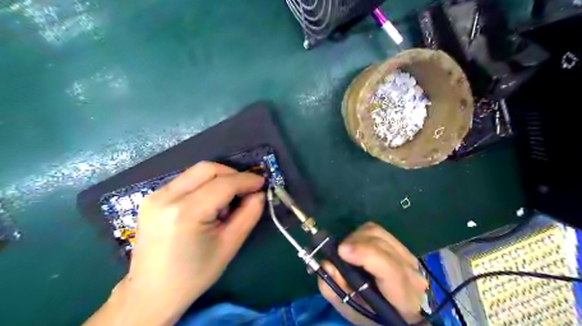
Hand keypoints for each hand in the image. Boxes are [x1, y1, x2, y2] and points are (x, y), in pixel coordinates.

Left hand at [85, 162, 264, 324]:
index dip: (246, 180)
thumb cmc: (194, 274)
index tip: (262, 183)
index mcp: (186, 213)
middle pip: (207, 169)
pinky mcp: (152, 198)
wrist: (151, 293)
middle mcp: (166, 197)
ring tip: (226, 202)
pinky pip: (185, 181)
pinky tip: (208, 205)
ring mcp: (155, 196)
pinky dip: (204, 185)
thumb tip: (259, 194)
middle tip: (246, 190)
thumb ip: (249, 215)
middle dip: (232, 174)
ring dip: (218, 179)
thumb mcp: (229, 245)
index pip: (224, 183)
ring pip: (196, 172)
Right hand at [318, 223, 425, 323]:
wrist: (398, 313)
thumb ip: (336, 290)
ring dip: (356, 237)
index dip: (365, 254)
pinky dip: (361, 235)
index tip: (341, 251)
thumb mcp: (351, 309)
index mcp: (403, 297)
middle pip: (380, 243)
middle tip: (337, 253)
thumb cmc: (373, 315)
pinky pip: (377, 231)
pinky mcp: (401, 246)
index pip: (389, 269)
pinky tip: (356, 247)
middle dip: (354, 243)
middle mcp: (410, 272)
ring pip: (377, 232)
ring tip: (346, 250)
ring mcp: (408, 256)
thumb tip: (326, 264)